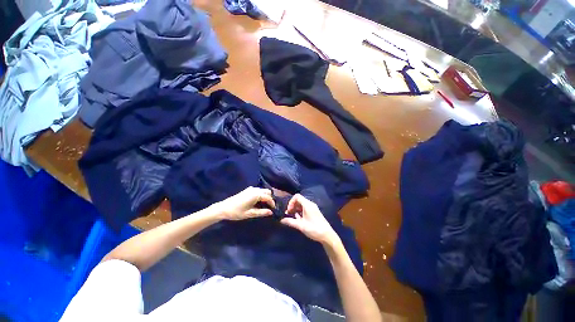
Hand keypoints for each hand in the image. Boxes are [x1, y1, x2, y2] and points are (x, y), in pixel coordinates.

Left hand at [214, 187, 275, 220]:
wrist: (224, 208)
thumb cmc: (237, 212)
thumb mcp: (250, 214)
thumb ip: (262, 212)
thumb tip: (271, 212)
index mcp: (256, 194)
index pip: (269, 197)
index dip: (272, 203)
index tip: (274, 210)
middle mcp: (255, 189)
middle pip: (267, 191)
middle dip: (270, 198)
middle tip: (270, 207)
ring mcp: (251, 188)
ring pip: (263, 190)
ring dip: (265, 196)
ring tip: (265, 205)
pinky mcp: (247, 190)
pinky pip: (258, 190)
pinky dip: (261, 195)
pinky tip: (258, 202)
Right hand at [280, 194, 339, 245]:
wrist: (327, 235)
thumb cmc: (313, 229)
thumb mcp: (300, 225)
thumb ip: (290, 222)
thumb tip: (281, 220)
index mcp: (307, 204)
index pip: (297, 196)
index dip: (291, 202)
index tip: (288, 210)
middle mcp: (310, 204)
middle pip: (299, 200)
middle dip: (292, 206)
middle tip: (288, 214)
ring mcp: (313, 208)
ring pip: (302, 205)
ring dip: (296, 209)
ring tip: (293, 218)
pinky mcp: (314, 212)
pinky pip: (305, 208)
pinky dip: (300, 211)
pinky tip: (299, 219)